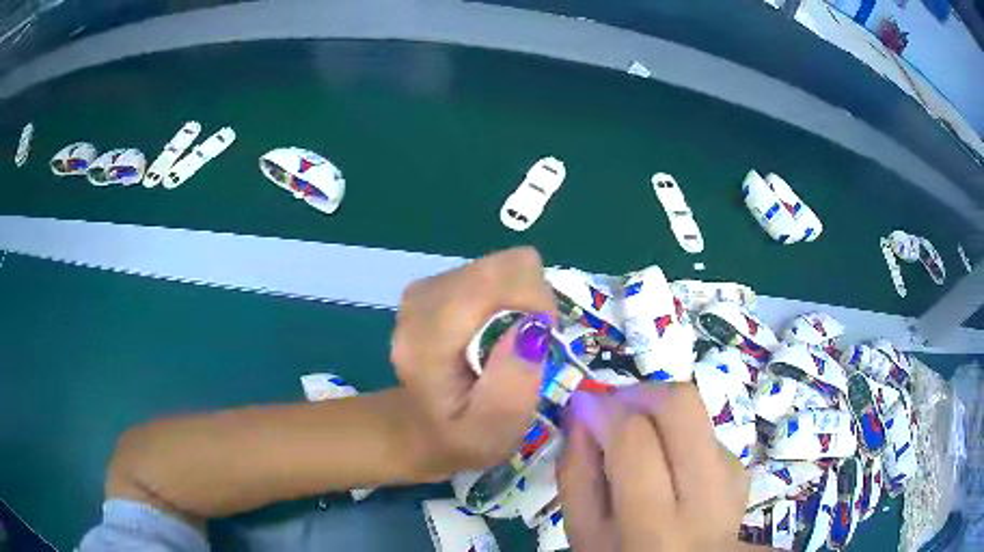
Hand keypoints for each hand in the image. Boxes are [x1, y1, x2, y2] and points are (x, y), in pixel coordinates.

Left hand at [391, 247, 557, 480]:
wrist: (421, 431)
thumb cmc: (461, 438)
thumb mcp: (495, 431)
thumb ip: (514, 384)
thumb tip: (534, 326)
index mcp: (426, 342)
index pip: (488, 283)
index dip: (532, 297)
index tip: (546, 334)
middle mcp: (418, 306)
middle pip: (497, 267)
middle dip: (529, 297)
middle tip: (532, 341)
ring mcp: (422, 291)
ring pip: (496, 265)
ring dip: (519, 297)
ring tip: (513, 339)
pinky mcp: (432, 287)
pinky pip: (488, 271)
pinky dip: (505, 295)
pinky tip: (497, 329)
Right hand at [558, 384, 748, 551]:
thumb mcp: (583, 534)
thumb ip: (576, 473)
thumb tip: (583, 409)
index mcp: (655, 530)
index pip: (635, 441)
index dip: (605, 409)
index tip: (584, 404)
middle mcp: (706, 499)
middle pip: (683, 406)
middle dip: (641, 393)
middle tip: (613, 408)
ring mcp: (732, 481)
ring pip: (698, 412)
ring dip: (660, 412)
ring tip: (636, 437)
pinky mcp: (742, 471)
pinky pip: (706, 430)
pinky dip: (679, 433)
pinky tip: (665, 460)